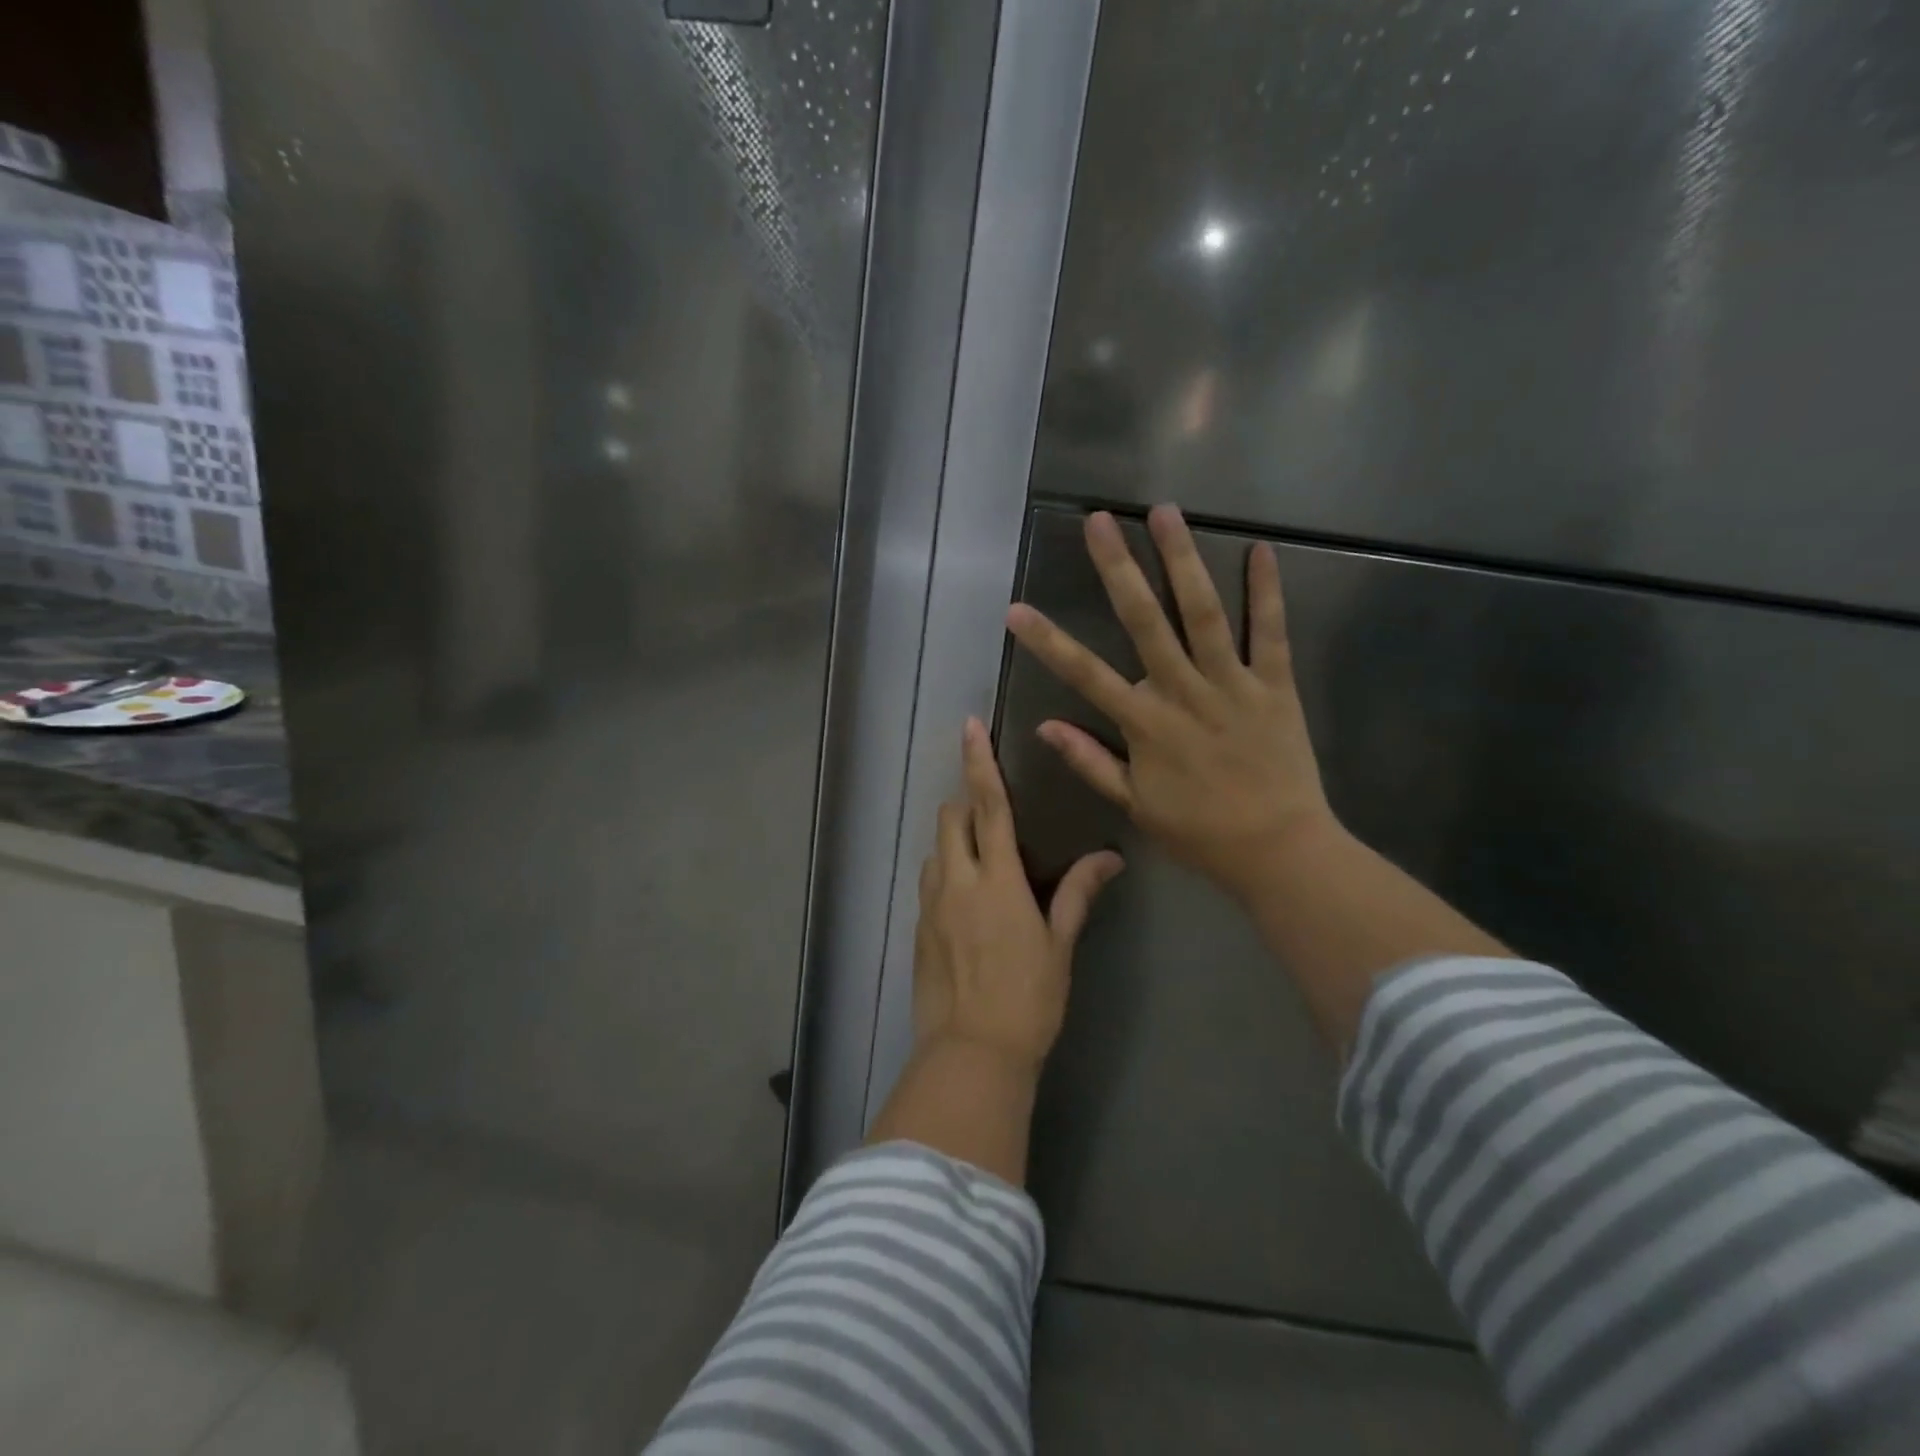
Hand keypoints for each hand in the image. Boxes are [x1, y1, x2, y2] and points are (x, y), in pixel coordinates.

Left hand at [913, 718, 1125, 1070]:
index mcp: (997, 879)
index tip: (970, 727)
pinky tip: (965, 901)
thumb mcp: (1060, 945)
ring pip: (935, 848)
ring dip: (955, 841)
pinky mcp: (917, 928)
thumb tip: (1110, 858)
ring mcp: (931, 904)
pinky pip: (929, 882)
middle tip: (993, 817)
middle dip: (967, 803)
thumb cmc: (1028, 999)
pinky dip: (945, 873)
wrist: (972, 1053)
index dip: (980, 762)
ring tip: (982, 863)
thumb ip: (1078, 893)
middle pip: (951, 818)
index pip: (989, 806)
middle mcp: (957, 881)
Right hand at [1006, 505, 1335, 906]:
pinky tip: (1260, 550)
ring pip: (1203, 613)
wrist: (1279, 850)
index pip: (1085, 675)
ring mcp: (1233, 684)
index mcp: (1145, 724)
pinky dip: (1267, 591)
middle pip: (1144, 621)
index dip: (1047, 641)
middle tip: (1099, 521)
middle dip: (1118, 568)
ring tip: (1165, 512)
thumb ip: (1090, 762)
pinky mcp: (1276, 684)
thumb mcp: (1135, 805)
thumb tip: (1044, 727)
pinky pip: (1272, 632)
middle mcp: (1184, 692)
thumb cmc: (1200, 832)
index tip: (1015, 609)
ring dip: (1182, 560)